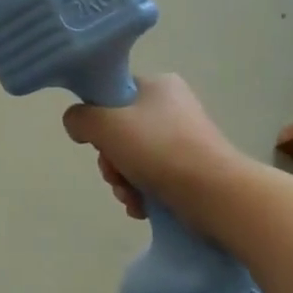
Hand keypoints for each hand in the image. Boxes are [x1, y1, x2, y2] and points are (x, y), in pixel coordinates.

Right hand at [63, 74, 241, 218]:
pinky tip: (142, 207)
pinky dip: (143, 193)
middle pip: (120, 131)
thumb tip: (77, 124)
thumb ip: (80, 119)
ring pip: (134, 158)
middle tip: (115, 175)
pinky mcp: (193, 169)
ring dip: (123, 181)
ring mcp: (185, 139)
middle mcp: (173, 107)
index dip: (98, 120)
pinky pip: (154, 177)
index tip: (98, 142)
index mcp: (158, 85)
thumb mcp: (106, 125)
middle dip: (110, 160)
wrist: (216, 194)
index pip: (113, 95)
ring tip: (130, 196)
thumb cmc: (159, 150)